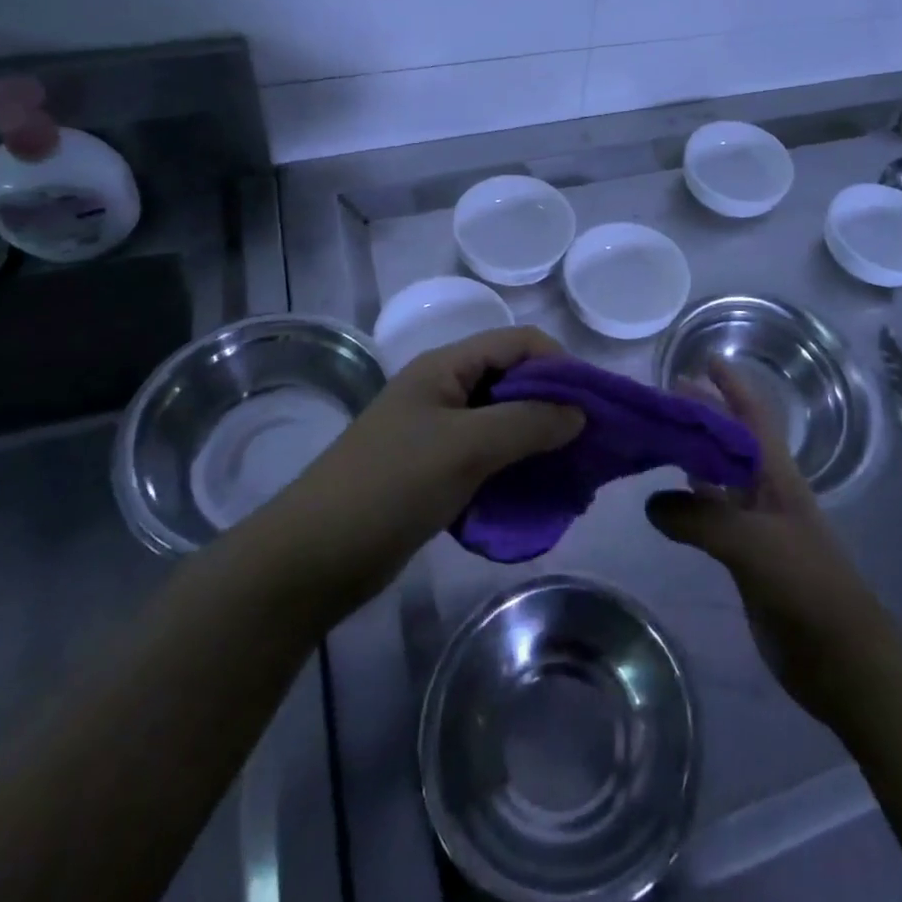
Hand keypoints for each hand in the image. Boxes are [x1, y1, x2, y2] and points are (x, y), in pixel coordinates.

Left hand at [259, 327, 584, 623]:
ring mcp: (438, 431)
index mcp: (446, 367)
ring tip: (569, 471)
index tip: (590, 407)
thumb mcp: (465, 447)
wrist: (311, 558)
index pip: (518, 342)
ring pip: (503, 421)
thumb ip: (527, 423)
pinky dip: (515, 467)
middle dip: (554, 405)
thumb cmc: (390, 486)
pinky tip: (535, 493)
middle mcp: (445, 389)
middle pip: (514, 380)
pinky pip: (488, 456)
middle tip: (587, 445)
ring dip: (537, 440)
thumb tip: (580, 412)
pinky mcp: (434, 470)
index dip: (559, 365)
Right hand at [646, 360, 901, 724]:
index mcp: (778, 475)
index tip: (704, 360)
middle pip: (731, 439)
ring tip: (656, 435)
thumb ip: (701, 518)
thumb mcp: (753, 545)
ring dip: (692, 453)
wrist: (841, 659)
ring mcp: (756, 523)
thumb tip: (652, 502)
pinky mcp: (745, 555)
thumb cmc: (806, 587)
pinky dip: (688, 498)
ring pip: (719, 475)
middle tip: (662, 397)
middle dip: (704, 413)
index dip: (733, 385)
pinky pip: (711, 513)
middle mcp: (766, 490)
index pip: (753, 415)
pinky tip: (664, 497)